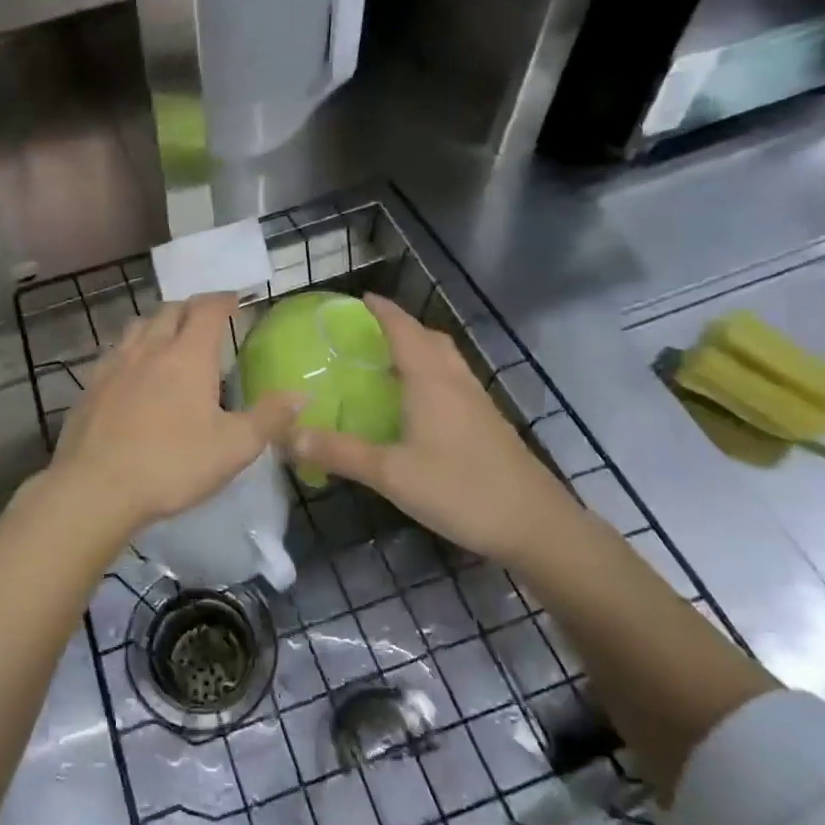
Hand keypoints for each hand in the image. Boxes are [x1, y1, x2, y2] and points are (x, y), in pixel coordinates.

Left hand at [36, 293, 301, 543]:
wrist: (96, 487)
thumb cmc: (172, 464)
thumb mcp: (233, 447)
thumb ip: (269, 418)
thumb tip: (302, 394)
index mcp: (188, 355)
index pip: (207, 309)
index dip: (223, 299)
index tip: (235, 300)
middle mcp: (150, 348)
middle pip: (171, 309)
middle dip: (192, 308)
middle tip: (206, 320)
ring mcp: (115, 364)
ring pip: (139, 325)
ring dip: (159, 323)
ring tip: (170, 339)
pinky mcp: (91, 385)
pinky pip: (115, 351)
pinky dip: (132, 349)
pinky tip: (134, 371)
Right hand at [290, 294, 571, 563]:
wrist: (536, 525)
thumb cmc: (460, 490)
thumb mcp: (391, 474)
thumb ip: (340, 453)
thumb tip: (289, 436)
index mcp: (430, 381)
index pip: (403, 330)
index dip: (382, 311)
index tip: (360, 298)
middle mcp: (455, 381)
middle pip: (429, 338)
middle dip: (401, 326)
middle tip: (369, 332)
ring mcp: (477, 402)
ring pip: (446, 359)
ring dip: (420, 349)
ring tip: (390, 361)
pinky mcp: (489, 423)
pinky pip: (454, 381)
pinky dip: (432, 374)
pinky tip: (420, 404)